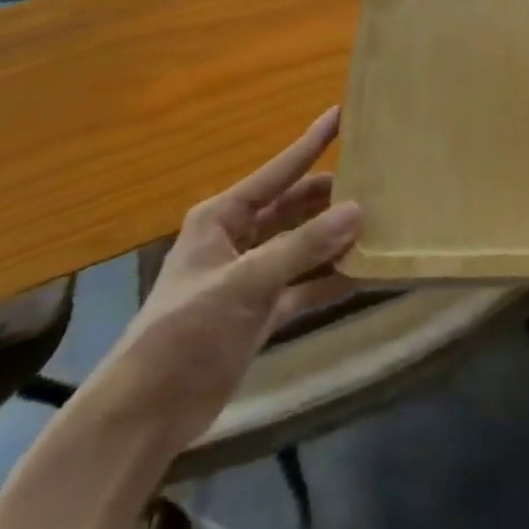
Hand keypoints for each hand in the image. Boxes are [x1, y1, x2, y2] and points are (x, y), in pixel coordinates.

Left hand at [90, 107, 362, 447]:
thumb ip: (304, 246)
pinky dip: (330, 280)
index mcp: (222, 218)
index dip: (311, 143)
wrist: (146, 414)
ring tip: (382, 222)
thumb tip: (359, 210)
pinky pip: (304, 286)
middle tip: (380, 181)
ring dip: (335, 238)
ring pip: (302, 245)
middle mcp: (238, 239)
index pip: (278, 171)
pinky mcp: (261, 312)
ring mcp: (251, 277)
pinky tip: (365, 274)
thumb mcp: (246, 282)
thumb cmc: (186, 332)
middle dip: (332, 195)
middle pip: (294, 206)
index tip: (343, 114)